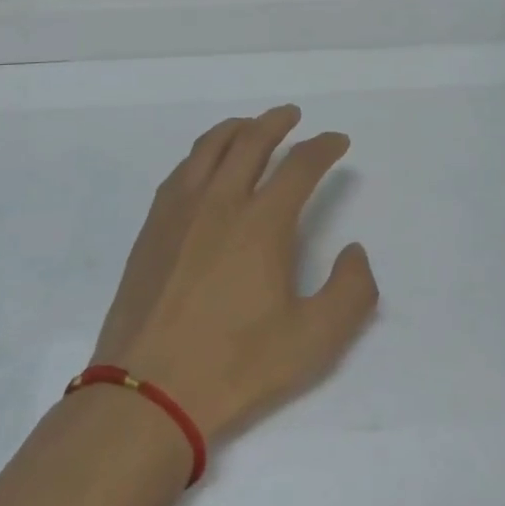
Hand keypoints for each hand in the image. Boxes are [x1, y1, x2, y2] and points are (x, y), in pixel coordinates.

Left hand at [91, 105, 378, 444]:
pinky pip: (181, 169)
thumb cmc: (236, 365)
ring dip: (237, 128)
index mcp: (262, 222)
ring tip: (250, 126)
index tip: (337, 141)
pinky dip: (202, 152)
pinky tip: (206, 164)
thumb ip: (351, 291)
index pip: (300, 165)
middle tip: (293, 115)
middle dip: (277, 121)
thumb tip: (356, 251)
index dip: (324, 147)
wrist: (149, 390)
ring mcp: (180, 209)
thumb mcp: (314, 340)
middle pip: (251, 140)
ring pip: (210, 146)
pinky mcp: (153, 225)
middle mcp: (220, 200)